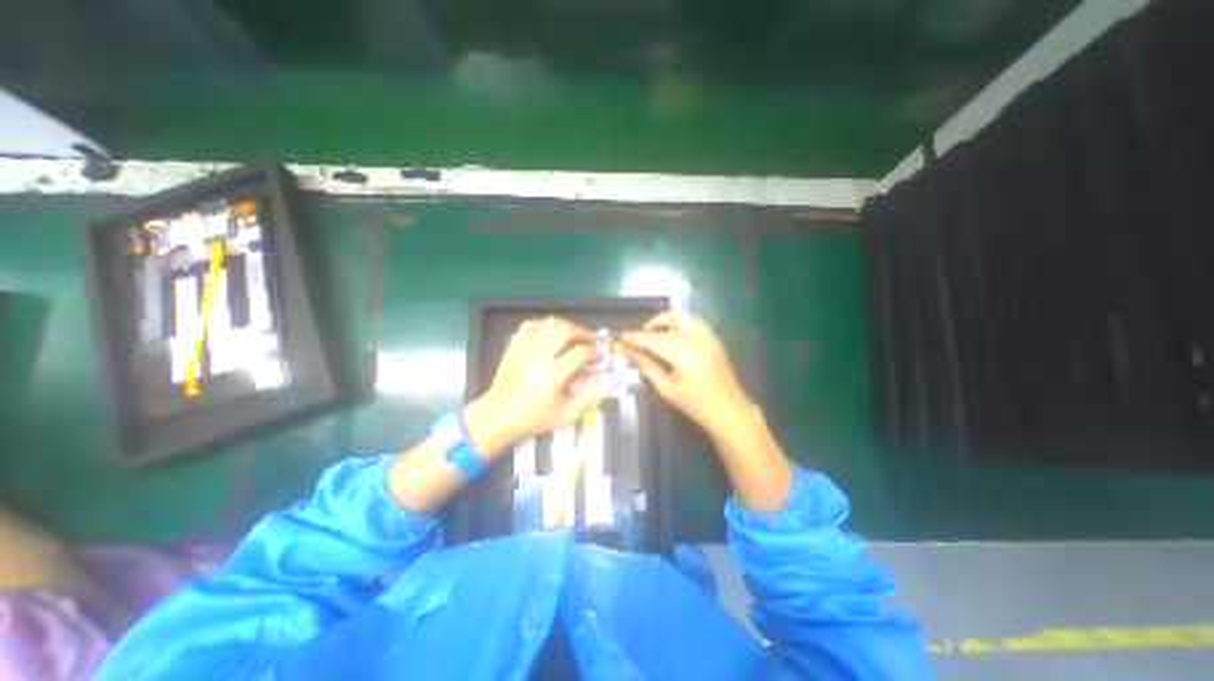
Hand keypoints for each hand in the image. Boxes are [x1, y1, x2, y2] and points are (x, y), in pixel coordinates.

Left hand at [466, 316, 602, 457]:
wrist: (499, 416)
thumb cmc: (535, 418)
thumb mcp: (568, 415)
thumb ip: (588, 394)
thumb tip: (601, 375)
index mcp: (553, 374)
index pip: (581, 352)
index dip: (594, 351)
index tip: (598, 355)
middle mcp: (538, 356)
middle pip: (566, 330)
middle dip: (583, 333)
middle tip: (589, 341)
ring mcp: (524, 348)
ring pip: (550, 323)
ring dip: (566, 326)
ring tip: (573, 336)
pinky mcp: (514, 345)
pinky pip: (531, 324)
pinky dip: (545, 325)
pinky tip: (551, 334)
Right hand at [620, 310, 755, 435]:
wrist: (730, 412)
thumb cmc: (696, 405)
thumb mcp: (667, 388)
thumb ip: (647, 366)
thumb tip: (630, 352)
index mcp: (685, 353)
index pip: (654, 339)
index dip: (636, 337)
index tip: (621, 336)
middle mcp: (699, 339)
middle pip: (673, 318)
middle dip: (654, 322)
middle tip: (642, 335)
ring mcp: (710, 337)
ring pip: (686, 316)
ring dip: (668, 321)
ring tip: (657, 334)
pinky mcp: (715, 340)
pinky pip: (694, 323)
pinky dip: (680, 325)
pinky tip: (673, 339)